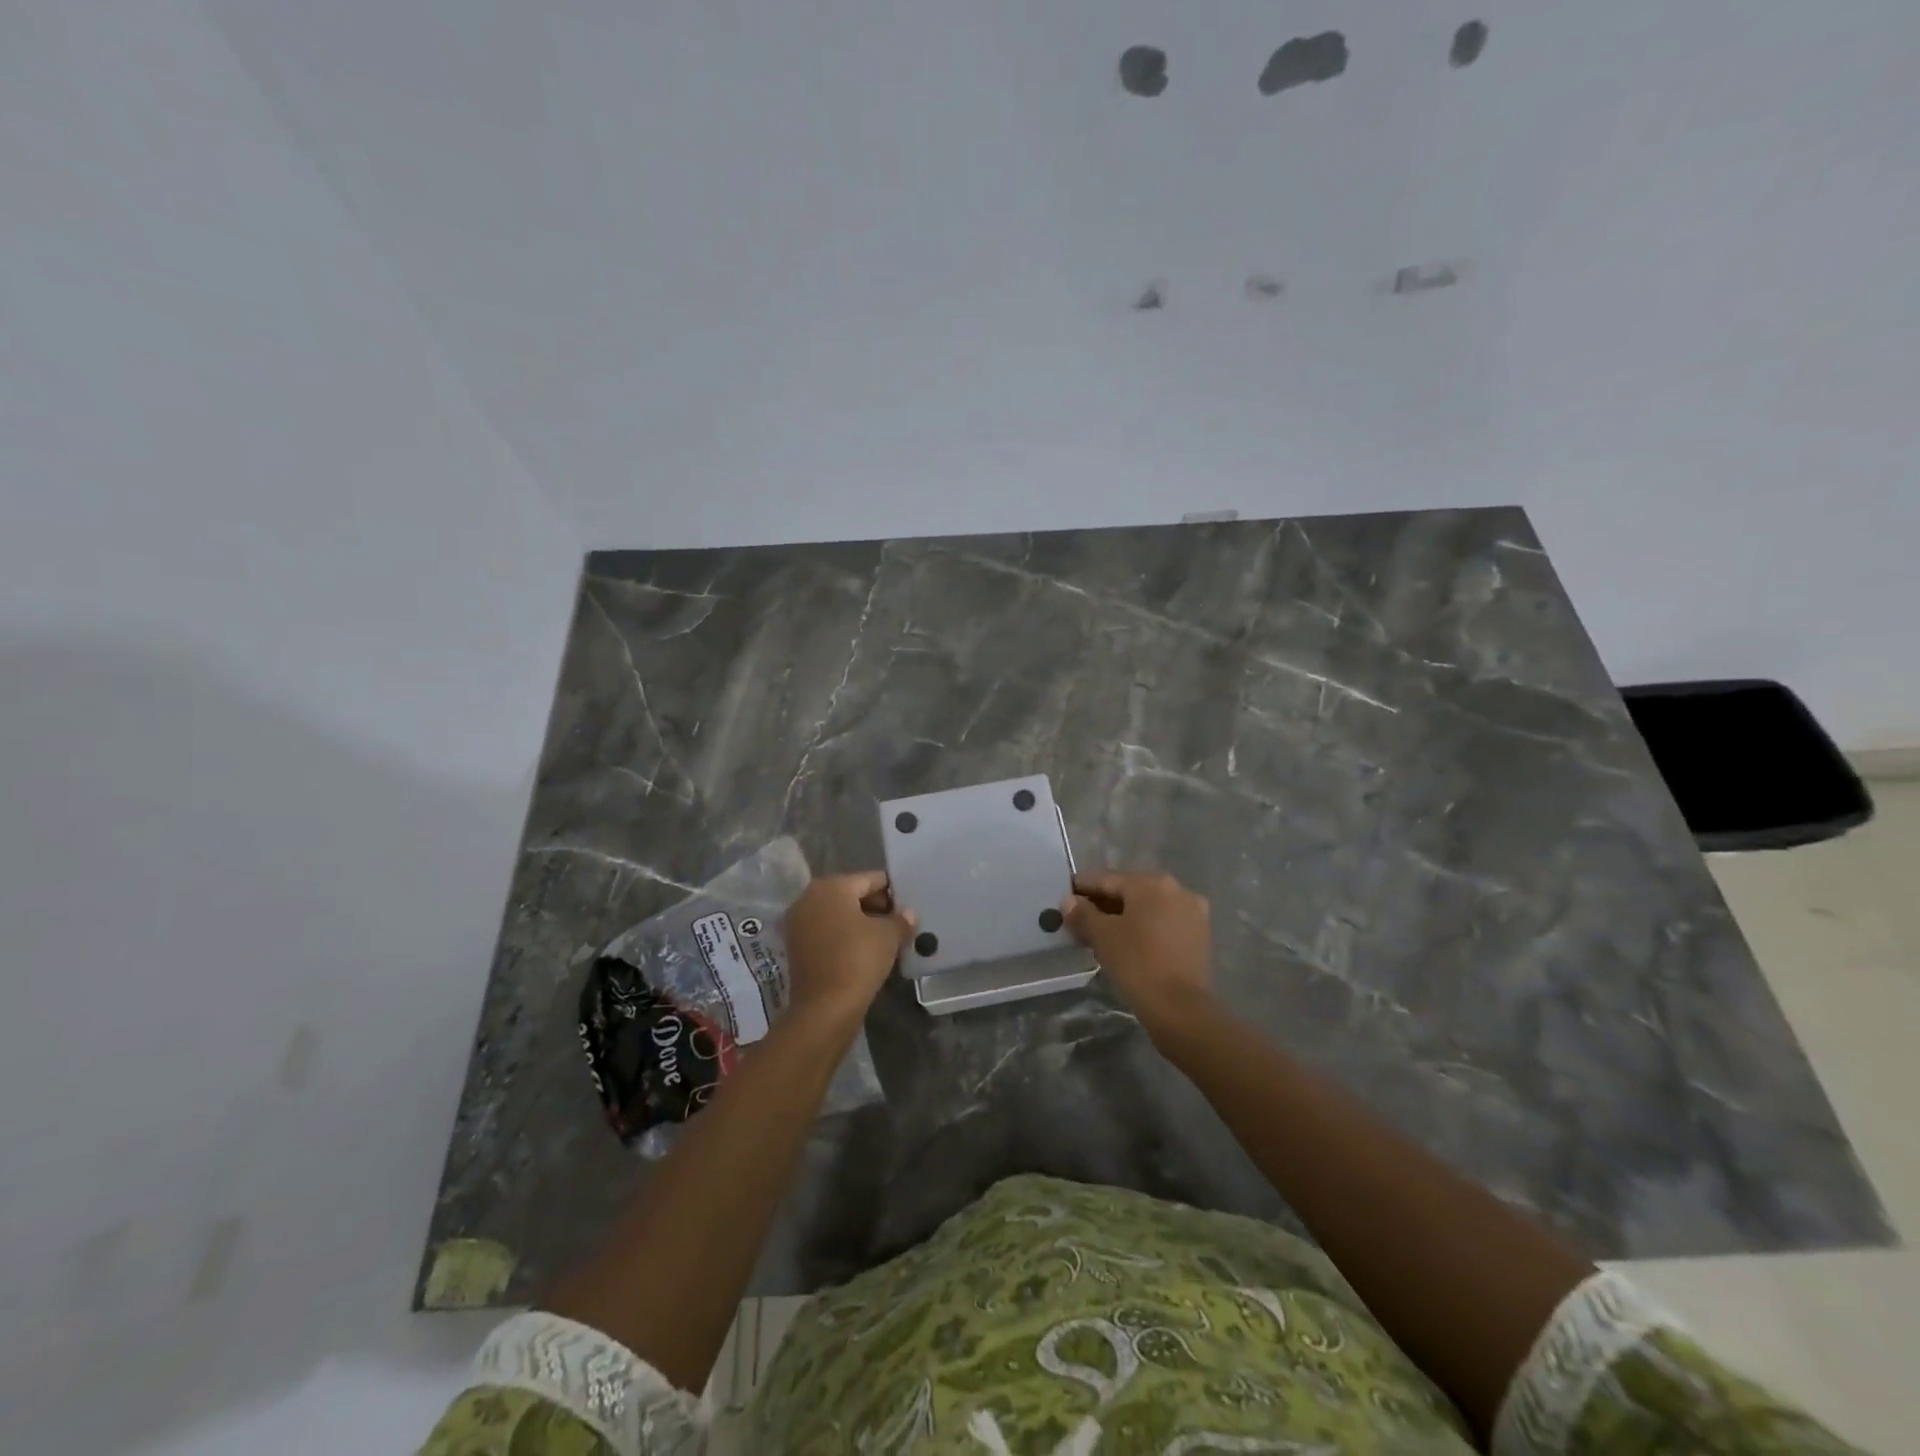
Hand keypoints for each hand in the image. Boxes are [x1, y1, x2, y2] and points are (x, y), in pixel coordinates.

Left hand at [782, 872, 915, 1025]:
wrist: (825, 1008)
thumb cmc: (858, 960)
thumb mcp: (888, 936)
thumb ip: (900, 920)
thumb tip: (908, 914)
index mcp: (831, 887)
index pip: (870, 880)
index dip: (893, 891)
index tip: (909, 904)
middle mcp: (809, 898)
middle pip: (851, 894)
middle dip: (876, 906)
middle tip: (900, 922)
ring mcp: (799, 923)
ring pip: (838, 914)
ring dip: (861, 922)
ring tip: (886, 937)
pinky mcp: (796, 946)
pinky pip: (827, 932)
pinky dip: (845, 936)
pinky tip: (865, 950)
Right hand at [1064, 871, 1215, 1041]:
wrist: (1180, 1008)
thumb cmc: (1137, 964)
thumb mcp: (1102, 936)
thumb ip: (1083, 914)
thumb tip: (1069, 901)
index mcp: (1151, 883)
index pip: (1107, 879)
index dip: (1082, 887)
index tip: (1064, 894)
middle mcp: (1176, 889)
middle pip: (1129, 892)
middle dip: (1103, 904)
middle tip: (1078, 918)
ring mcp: (1192, 912)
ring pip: (1147, 908)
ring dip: (1123, 917)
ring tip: (1098, 933)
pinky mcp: (1199, 935)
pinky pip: (1163, 923)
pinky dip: (1143, 928)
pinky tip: (1126, 943)